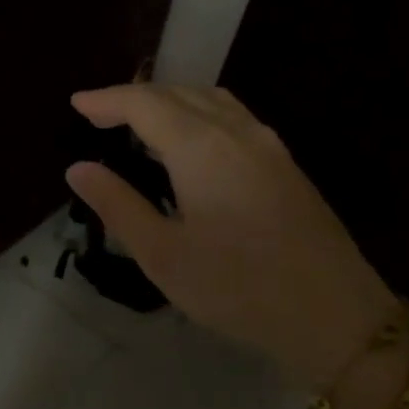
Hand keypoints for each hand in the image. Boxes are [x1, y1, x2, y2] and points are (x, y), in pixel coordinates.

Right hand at [65, 84, 395, 387]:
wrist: (332, 314)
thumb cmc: (236, 287)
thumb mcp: (161, 254)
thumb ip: (118, 205)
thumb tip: (78, 169)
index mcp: (202, 148)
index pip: (146, 104)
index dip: (108, 100)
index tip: (77, 103)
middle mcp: (238, 133)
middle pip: (181, 93)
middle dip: (136, 96)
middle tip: (99, 114)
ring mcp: (269, 147)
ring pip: (213, 101)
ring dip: (171, 101)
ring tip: (140, 123)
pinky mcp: (286, 167)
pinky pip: (234, 119)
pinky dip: (199, 115)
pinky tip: (190, 144)